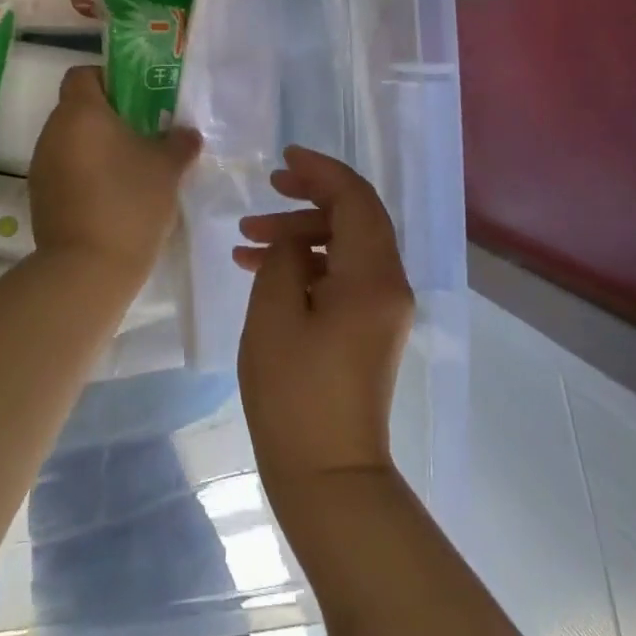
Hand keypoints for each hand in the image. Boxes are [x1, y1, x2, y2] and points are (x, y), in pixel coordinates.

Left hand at [30, 66, 199, 279]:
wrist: (87, 269)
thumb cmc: (130, 202)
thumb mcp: (167, 168)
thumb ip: (179, 143)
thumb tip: (186, 134)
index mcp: (81, 113)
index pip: (82, 74)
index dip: (107, 79)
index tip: (134, 99)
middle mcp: (53, 132)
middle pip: (77, 109)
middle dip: (108, 118)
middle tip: (142, 135)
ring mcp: (41, 166)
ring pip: (71, 142)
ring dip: (96, 148)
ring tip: (129, 170)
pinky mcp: (40, 197)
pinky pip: (64, 170)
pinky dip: (84, 174)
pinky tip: (111, 198)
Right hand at [234, 146, 414, 502]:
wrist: (328, 476)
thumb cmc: (295, 394)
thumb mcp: (274, 314)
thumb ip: (283, 259)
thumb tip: (292, 243)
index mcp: (373, 276)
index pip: (356, 199)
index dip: (321, 171)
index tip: (285, 159)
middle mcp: (389, 284)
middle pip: (355, 217)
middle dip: (309, 198)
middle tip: (267, 190)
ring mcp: (382, 308)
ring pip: (345, 245)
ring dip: (301, 234)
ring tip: (246, 239)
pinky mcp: (369, 328)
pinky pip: (342, 274)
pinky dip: (307, 263)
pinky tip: (263, 269)